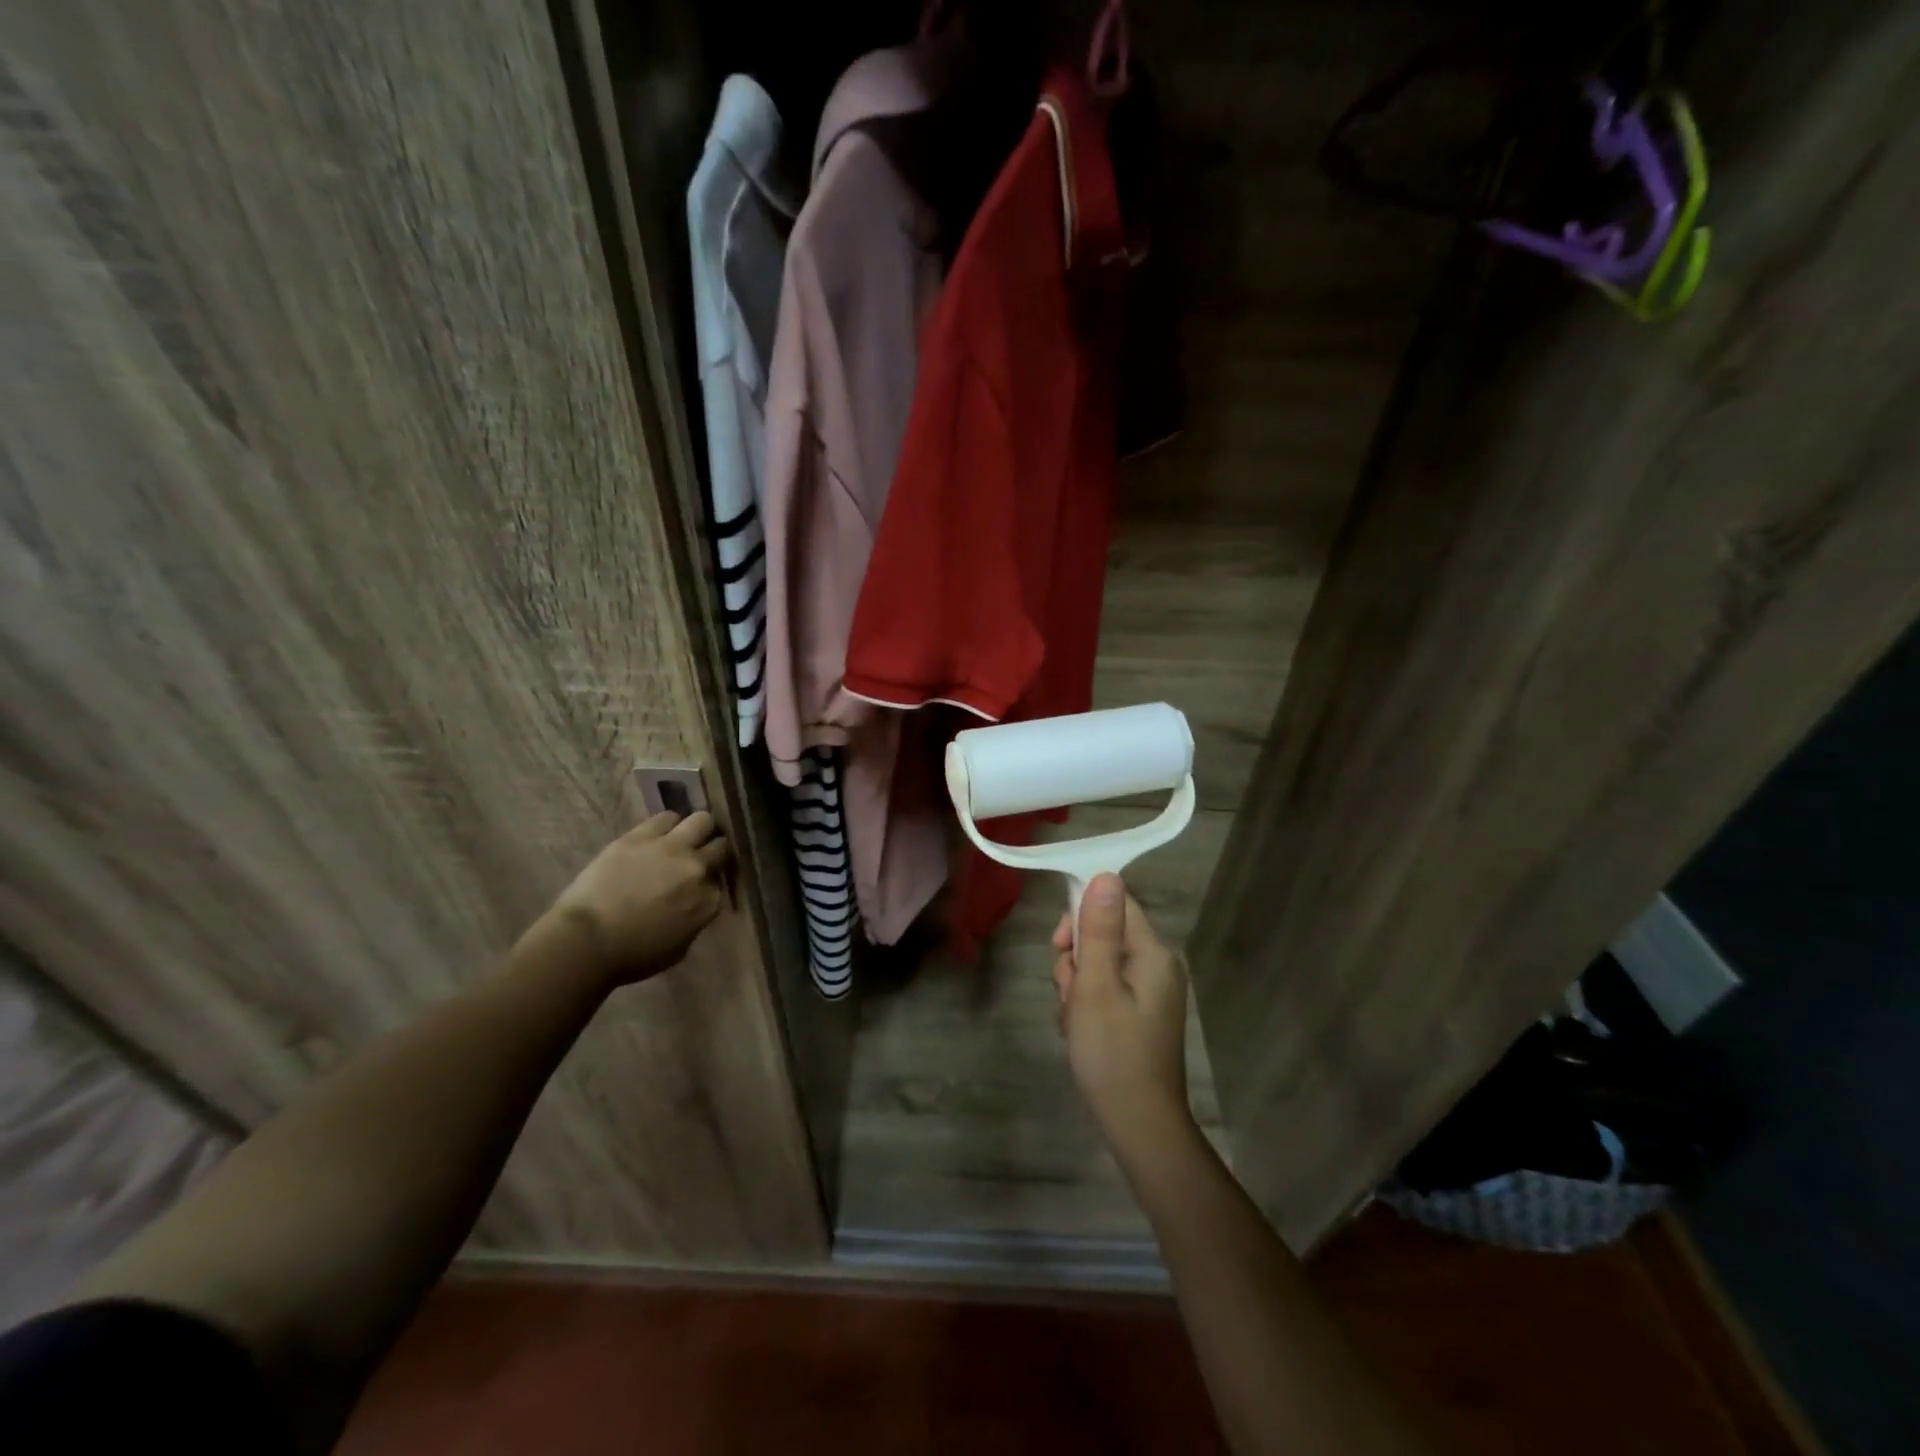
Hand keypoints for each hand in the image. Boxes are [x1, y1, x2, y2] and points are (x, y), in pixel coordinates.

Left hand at [545, 812, 730, 986]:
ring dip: (696, 830)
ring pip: (702, 820)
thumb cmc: (631, 956)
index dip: (711, 880)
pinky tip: (659, 835)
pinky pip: (667, 817)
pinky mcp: (642, 836)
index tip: (700, 885)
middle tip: (698, 857)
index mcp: (708, 901)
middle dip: (712, 851)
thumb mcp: (678, 947)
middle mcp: (697, 869)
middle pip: (720, 846)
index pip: (722, 880)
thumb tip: (693, 903)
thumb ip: (695, 919)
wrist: (586, 941)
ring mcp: (672, 848)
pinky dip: (668, 825)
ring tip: (682, 839)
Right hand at [1052, 873, 1193, 1158]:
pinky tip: (1078, 1029)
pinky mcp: (1140, 1013)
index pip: (1116, 903)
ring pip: (1098, 963)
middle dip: (1075, 957)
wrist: (1138, 1125)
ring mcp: (1149, 991)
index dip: (1081, 915)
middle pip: (1103, 933)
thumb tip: (1105, 874)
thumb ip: (1098, 929)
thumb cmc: (1112, 1052)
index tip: (1060, 944)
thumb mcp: (1095, 986)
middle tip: (1068, 991)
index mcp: (1152, 953)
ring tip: (1072, 1018)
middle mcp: (1156, 965)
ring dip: (1075, 984)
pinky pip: (1104, 988)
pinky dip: (1085, 1003)